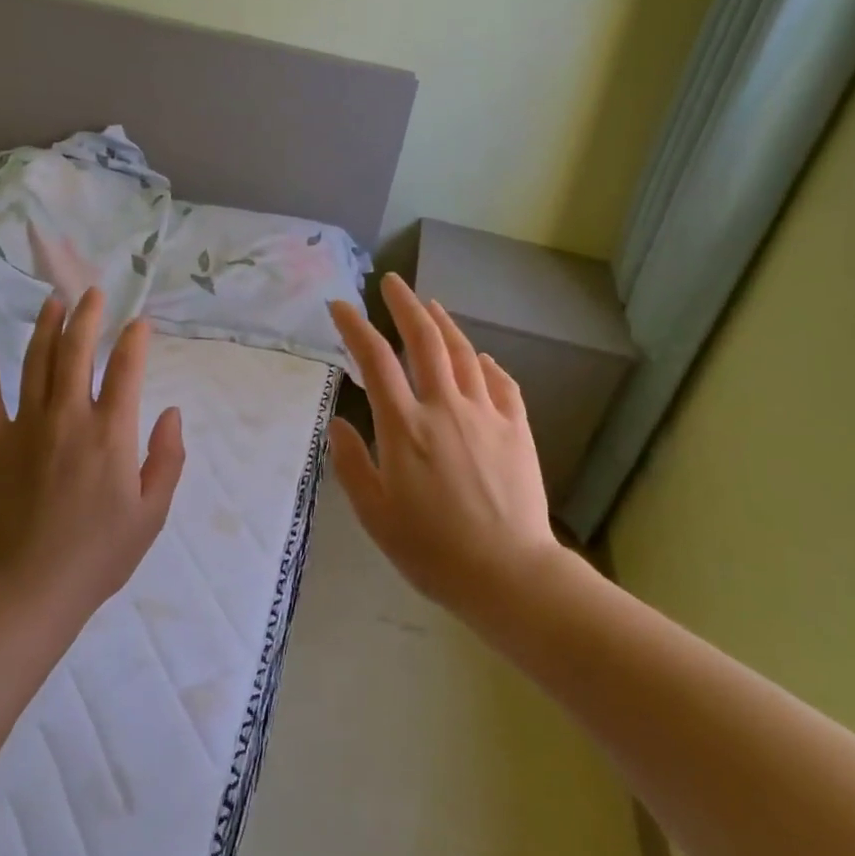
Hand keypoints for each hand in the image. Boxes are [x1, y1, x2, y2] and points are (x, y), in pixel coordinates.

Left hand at [0, 289, 184, 626]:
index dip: (134, 341)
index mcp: (110, 433)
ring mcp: (26, 428)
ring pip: (35, 365)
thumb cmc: (100, 554)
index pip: (125, 370)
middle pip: (76, 353)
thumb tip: (172, 412)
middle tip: (91, 293)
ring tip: (52, 303)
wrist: (31, 588)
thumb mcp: (152, 512)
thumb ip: (168, 458)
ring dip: (44, 329)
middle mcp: (68, 418)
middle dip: (86, 317)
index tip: (139, 322)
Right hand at [328, 273, 562, 616]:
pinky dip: (487, 364)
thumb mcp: (375, 514)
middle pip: (425, 340)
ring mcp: (485, 414)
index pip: (375, 360)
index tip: (340, 305)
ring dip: (444, 324)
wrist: (508, 573)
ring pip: (463, 354)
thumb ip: (353, 464)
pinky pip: (501, 383)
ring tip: (431, 305)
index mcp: (405, 427)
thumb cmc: (431, 549)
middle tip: (392, 281)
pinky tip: (481, 357)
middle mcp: (444, 408)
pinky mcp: (516, 429)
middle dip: (405, 305)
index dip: (355, 327)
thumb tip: (338, 423)